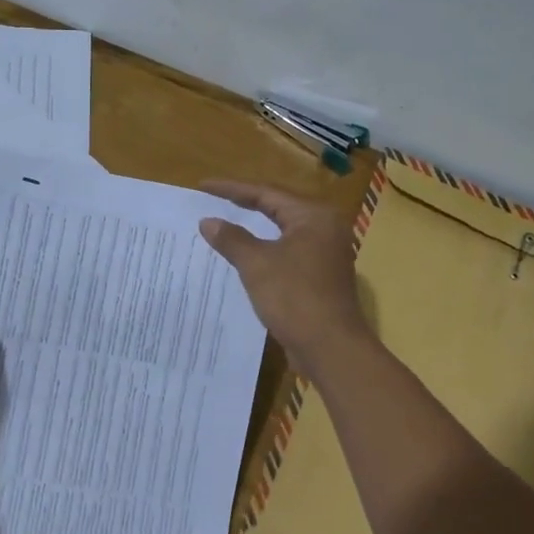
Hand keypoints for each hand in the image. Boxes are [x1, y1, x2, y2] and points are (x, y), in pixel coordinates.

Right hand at [199, 181, 367, 375]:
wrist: (330, 347)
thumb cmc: (294, 298)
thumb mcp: (257, 264)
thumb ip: (232, 239)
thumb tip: (208, 221)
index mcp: (313, 216)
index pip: (267, 193)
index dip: (232, 190)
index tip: (203, 186)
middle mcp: (325, 228)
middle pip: (278, 209)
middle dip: (244, 205)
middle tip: (213, 201)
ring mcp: (326, 253)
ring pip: (283, 232)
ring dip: (254, 230)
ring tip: (224, 225)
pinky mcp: (321, 276)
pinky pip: (287, 253)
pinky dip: (264, 251)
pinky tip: (244, 257)